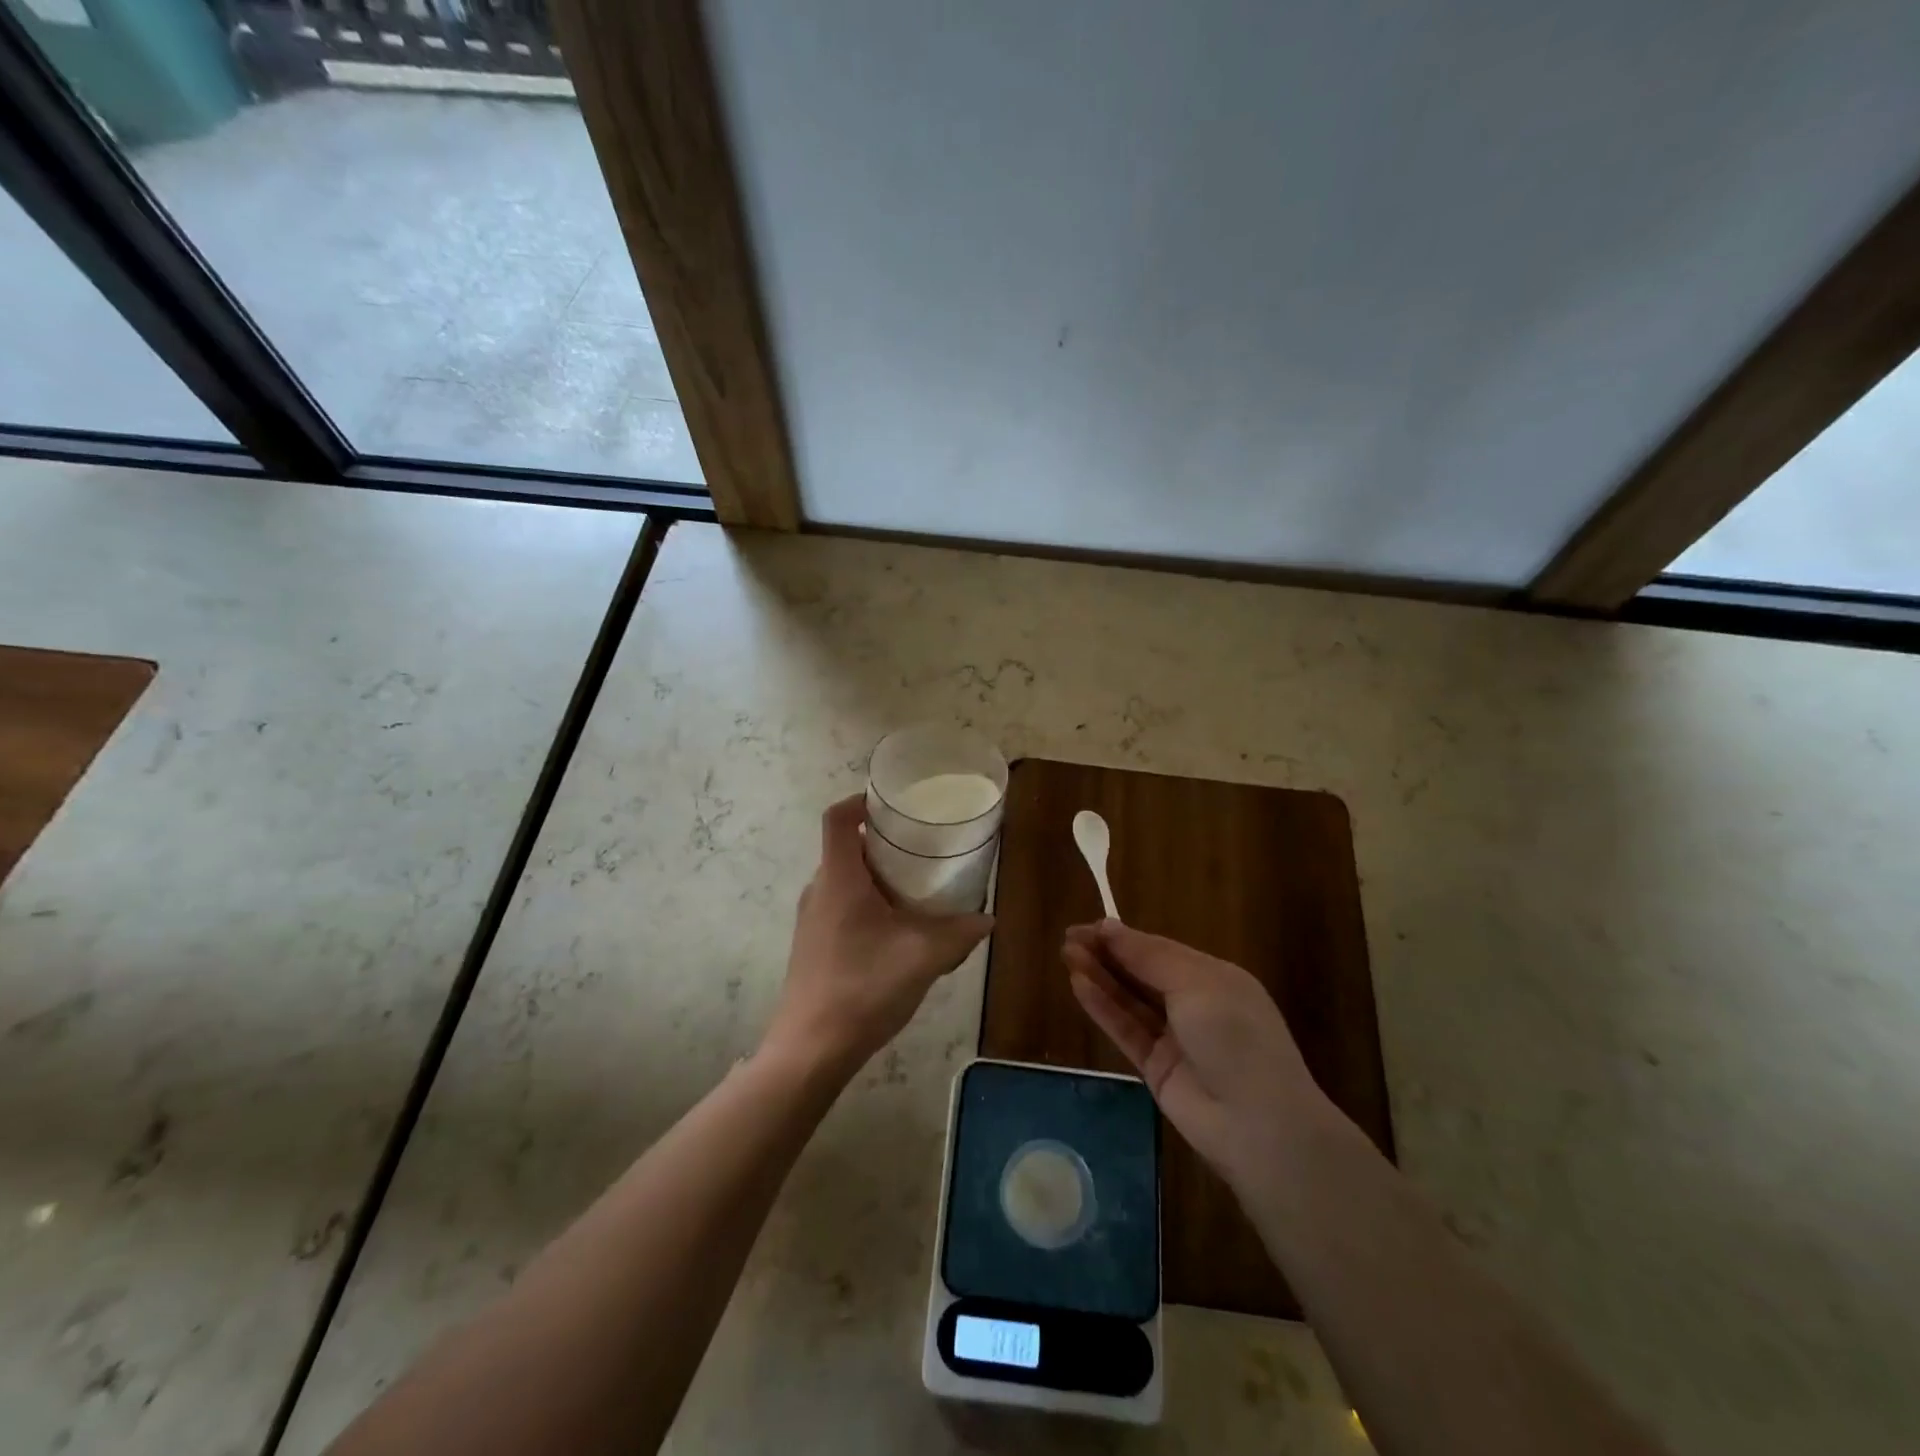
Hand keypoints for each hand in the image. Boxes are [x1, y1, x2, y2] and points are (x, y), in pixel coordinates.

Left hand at [765, 795, 993, 1077]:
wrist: (810, 1049)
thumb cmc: (863, 989)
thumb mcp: (923, 957)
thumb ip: (959, 933)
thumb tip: (988, 919)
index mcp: (839, 879)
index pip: (837, 819)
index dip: (860, 800)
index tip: (893, 804)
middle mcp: (819, 891)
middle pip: (846, 847)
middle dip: (882, 841)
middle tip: (922, 845)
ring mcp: (811, 920)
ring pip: (845, 879)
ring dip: (877, 875)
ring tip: (917, 886)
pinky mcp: (813, 944)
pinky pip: (842, 906)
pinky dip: (869, 902)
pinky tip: (898, 930)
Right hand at [1063, 921, 1335, 1196]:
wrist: (1258, 1124)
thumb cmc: (1234, 1036)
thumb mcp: (1195, 984)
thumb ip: (1148, 956)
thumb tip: (1109, 926)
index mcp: (1213, 977)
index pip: (1160, 949)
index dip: (1124, 937)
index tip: (1088, 926)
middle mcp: (1194, 1004)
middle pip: (1142, 972)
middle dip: (1107, 954)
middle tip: (1069, 939)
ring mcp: (1174, 1037)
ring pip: (1130, 1000)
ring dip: (1100, 976)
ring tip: (1066, 955)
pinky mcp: (1156, 1068)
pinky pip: (1125, 1030)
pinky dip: (1103, 1007)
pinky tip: (1078, 985)